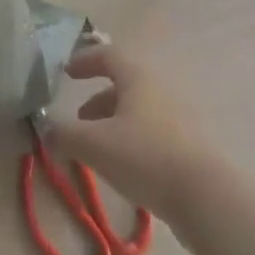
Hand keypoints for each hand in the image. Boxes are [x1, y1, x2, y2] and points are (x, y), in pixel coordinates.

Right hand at [47, 43, 217, 220]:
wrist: (208, 199)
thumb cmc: (146, 157)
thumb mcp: (94, 145)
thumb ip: (64, 135)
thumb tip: (46, 131)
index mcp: (137, 78)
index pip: (107, 55)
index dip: (84, 61)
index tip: (66, 73)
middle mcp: (159, 90)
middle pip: (123, 85)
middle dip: (97, 101)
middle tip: (79, 121)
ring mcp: (178, 119)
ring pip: (137, 112)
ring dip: (113, 124)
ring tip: (98, 151)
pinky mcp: (190, 148)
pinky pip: (152, 134)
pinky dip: (132, 142)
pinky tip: (125, 170)